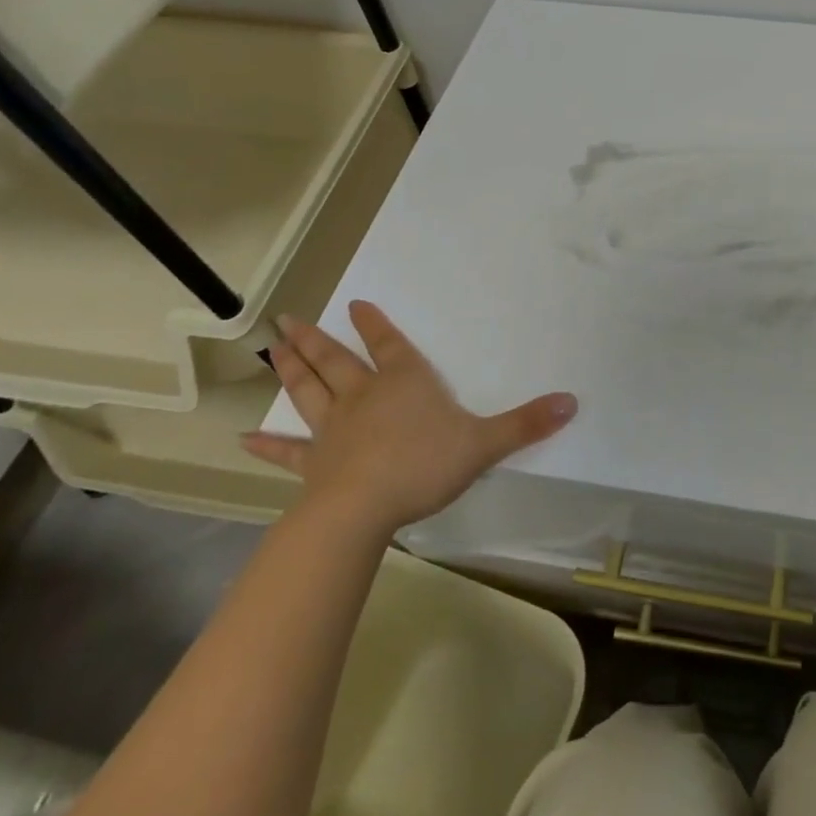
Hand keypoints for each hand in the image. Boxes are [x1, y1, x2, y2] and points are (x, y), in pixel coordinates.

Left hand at [241, 300, 577, 539]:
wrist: (363, 510)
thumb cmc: (424, 465)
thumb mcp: (485, 443)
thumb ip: (527, 423)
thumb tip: (573, 401)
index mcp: (404, 383)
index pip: (390, 345)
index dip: (376, 325)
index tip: (357, 304)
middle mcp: (364, 397)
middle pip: (337, 361)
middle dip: (315, 339)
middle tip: (288, 319)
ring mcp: (333, 430)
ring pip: (308, 392)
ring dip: (290, 370)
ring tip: (272, 349)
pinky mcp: (314, 464)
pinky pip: (287, 452)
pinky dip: (266, 446)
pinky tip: (242, 441)